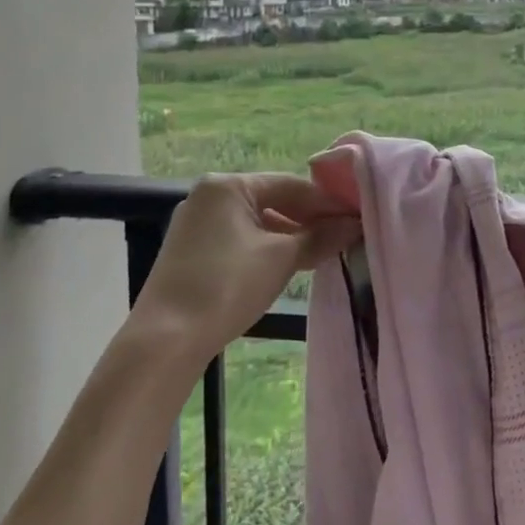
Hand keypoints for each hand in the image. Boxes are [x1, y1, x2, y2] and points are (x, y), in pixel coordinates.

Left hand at [130, 173, 359, 363]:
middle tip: (345, 237)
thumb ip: (321, 236)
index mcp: (228, 185)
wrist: (166, 340)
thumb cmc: (227, 285)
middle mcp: (209, 196)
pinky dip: (268, 249)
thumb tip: (355, 224)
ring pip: (257, 222)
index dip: (328, 202)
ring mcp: (197, 224)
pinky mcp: (193, 252)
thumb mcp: (281, 258)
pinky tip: (290, 266)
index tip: (357, 219)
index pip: (291, 185)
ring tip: (323, 253)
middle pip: (273, 200)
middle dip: (310, 220)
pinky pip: (241, 240)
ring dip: (291, 237)